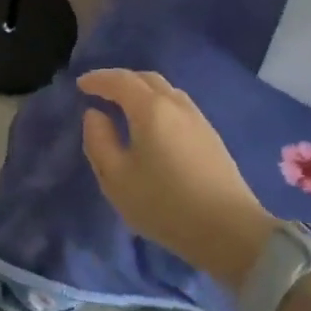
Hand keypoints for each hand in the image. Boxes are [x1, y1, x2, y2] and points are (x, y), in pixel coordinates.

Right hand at [79, 69, 276, 287]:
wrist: (230, 232)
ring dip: (142, 91)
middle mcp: (176, 105)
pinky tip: (153, 125)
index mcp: (150, 109)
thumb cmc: (165, 204)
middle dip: (121, 80)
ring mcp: (198, 120)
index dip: (98, 79)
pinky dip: (158, 104)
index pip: (120, 81)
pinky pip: (178, 106)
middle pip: (146, 79)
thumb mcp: (116, 178)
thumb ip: (98, 140)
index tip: (80, 85)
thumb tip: (95, 115)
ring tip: (125, 106)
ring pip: (166, 91)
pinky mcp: (211, 137)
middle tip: (101, 92)